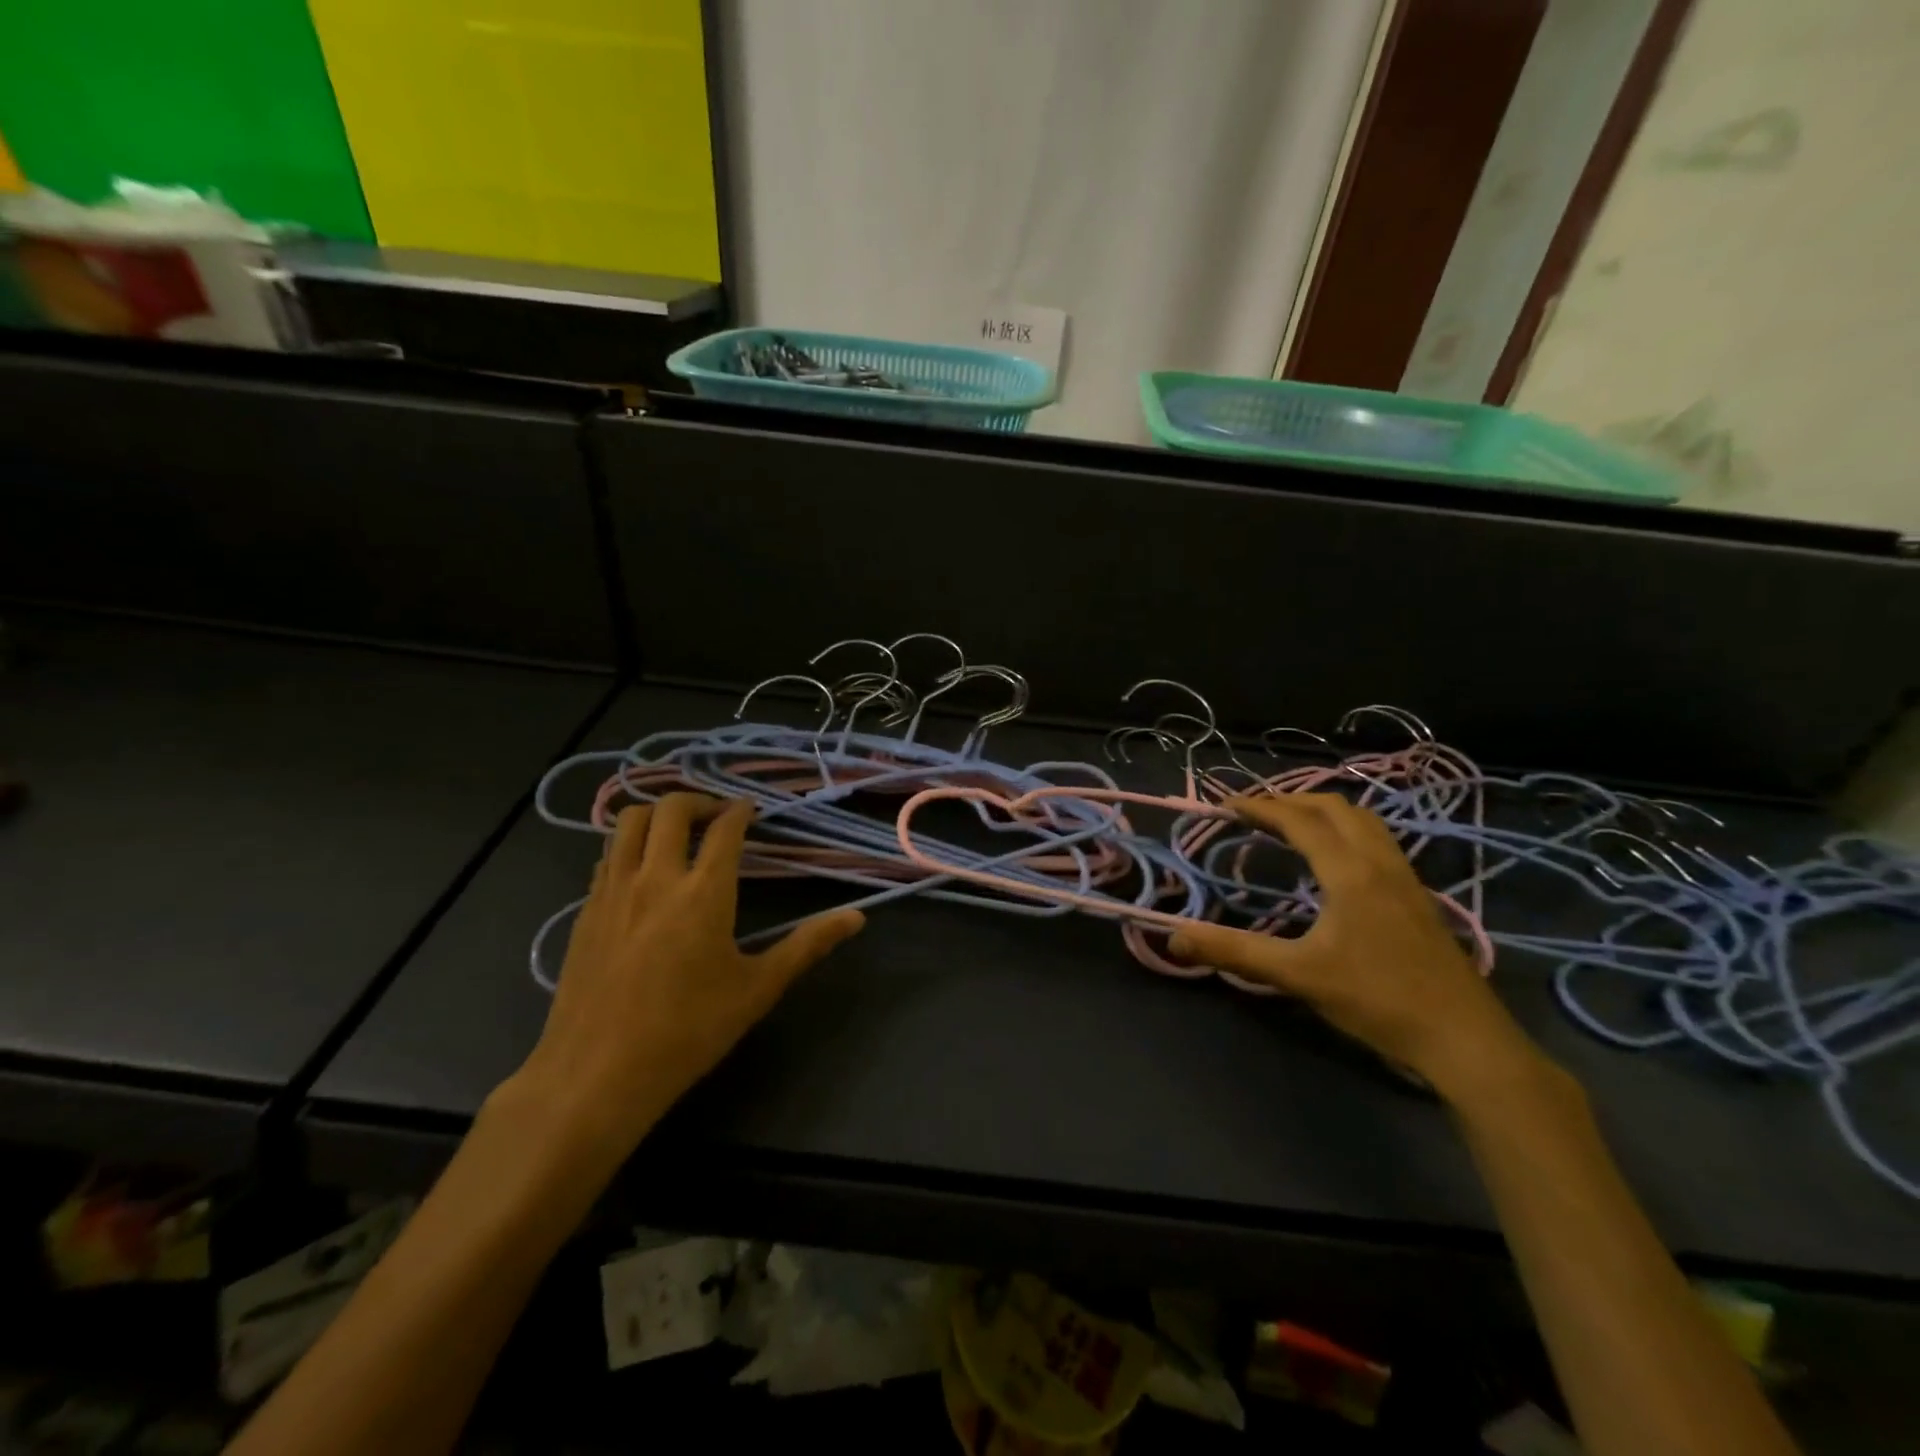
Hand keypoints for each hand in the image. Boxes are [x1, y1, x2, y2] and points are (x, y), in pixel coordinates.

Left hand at [510, 793, 864, 1163]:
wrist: (596, 1074)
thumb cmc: (688, 1031)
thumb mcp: (758, 989)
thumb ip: (807, 946)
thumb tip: (857, 917)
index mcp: (704, 892)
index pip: (725, 828)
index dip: (741, 810)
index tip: (751, 809)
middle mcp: (656, 877)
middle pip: (670, 809)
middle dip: (698, 801)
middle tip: (716, 816)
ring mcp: (613, 891)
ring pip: (629, 823)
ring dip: (657, 815)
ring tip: (677, 833)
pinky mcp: (585, 911)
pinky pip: (607, 856)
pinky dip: (629, 846)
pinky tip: (643, 873)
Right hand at [1169, 793, 1543, 1100]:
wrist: (1463, 1039)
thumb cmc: (1377, 1000)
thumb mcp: (1298, 975)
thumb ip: (1234, 951)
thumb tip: (1174, 937)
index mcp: (1350, 873)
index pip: (1299, 820)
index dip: (1259, 807)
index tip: (1225, 804)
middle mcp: (1379, 862)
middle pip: (1334, 808)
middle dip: (1290, 801)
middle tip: (1254, 812)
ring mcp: (1405, 878)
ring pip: (1363, 821)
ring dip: (1323, 812)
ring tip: (1291, 825)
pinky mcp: (1418, 897)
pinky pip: (1378, 841)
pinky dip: (1346, 831)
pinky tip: (1335, 861)